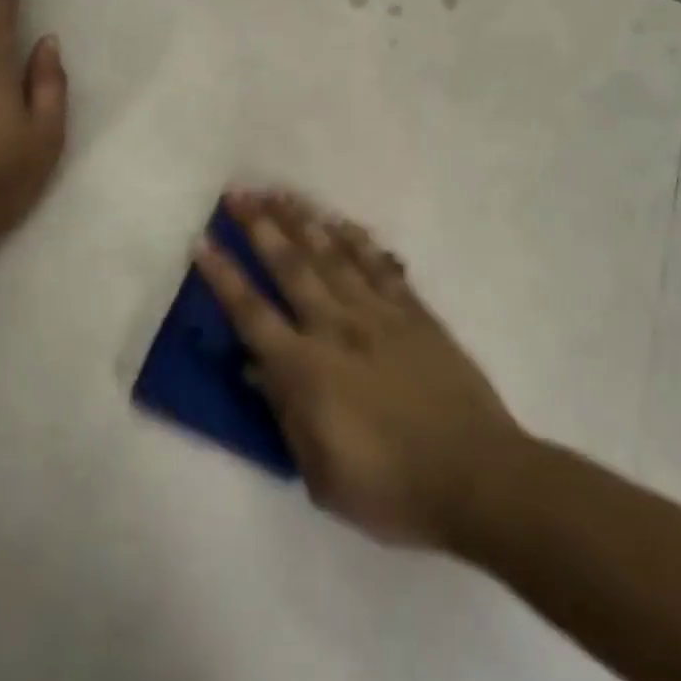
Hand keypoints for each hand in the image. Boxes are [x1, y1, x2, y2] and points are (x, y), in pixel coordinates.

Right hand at [194, 187, 521, 547]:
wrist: (478, 478)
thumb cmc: (392, 489)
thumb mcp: (322, 475)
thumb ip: (286, 415)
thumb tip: (254, 369)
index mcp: (307, 370)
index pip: (252, 314)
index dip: (224, 276)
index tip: (203, 241)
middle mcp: (337, 329)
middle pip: (291, 267)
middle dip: (260, 226)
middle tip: (238, 192)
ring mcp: (379, 315)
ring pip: (333, 256)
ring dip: (304, 221)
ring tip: (281, 191)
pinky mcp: (415, 314)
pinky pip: (381, 267)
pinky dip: (359, 241)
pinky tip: (342, 221)